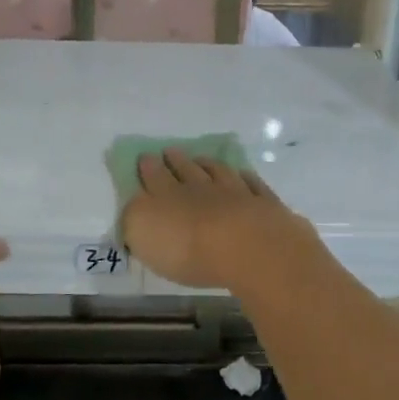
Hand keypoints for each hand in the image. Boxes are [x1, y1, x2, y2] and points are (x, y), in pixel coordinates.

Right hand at [121, 149, 318, 290]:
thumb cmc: (187, 247)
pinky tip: (244, 176)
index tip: (145, 157)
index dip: (148, 167)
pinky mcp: (264, 205)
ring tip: (202, 159)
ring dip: (209, 165)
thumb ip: (135, 218)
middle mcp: (201, 188)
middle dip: (176, 161)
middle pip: (187, 170)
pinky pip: (253, 186)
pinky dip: (246, 179)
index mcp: (168, 196)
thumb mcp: (143, 234)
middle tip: (170, 152)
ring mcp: (236, 193)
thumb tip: (134, 205)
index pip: (154, 177)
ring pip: (220, 173)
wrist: (247, 247)